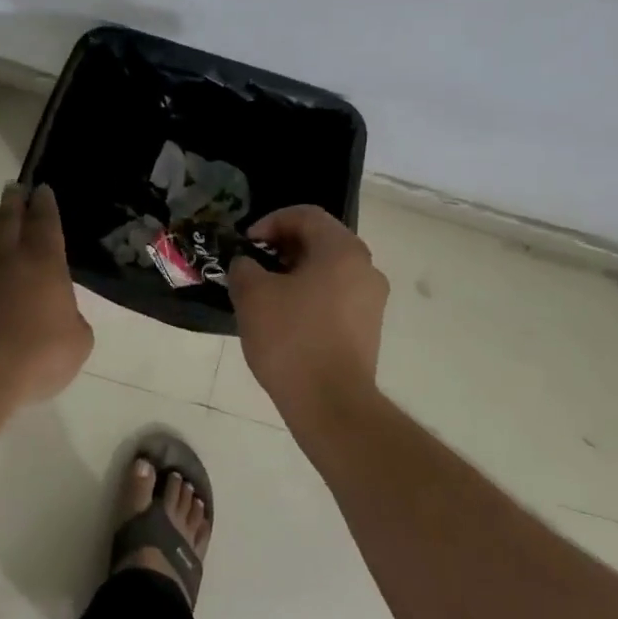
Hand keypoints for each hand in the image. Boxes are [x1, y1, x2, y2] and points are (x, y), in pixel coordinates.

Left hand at [0, 183, 93, 405]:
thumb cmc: (38, 354)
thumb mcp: (77, 342)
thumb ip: (73, 321)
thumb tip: (62, 316)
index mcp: (45, 264)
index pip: (46, 225)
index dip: (45, 206)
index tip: (42, 190)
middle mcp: (10, 260)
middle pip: (11, 221)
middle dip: (14, 202)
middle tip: (13, 186)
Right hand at [228, 205, 387, 415]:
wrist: (331, 403)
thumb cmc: (291, 338)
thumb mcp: (252, 295)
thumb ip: (245, 267)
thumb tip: (247, 265)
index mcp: (342, 250)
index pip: (305, 215)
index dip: (270, 222)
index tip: (247, 245)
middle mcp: (366, 268)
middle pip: (320, 241)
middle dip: (282, 248)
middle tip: (253, 267)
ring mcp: (372, 300)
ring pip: (328, 270)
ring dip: (295, 273)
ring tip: (265, 295)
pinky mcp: (369, 328)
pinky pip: (336, 296)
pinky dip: (310, 296)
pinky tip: (285, 320)